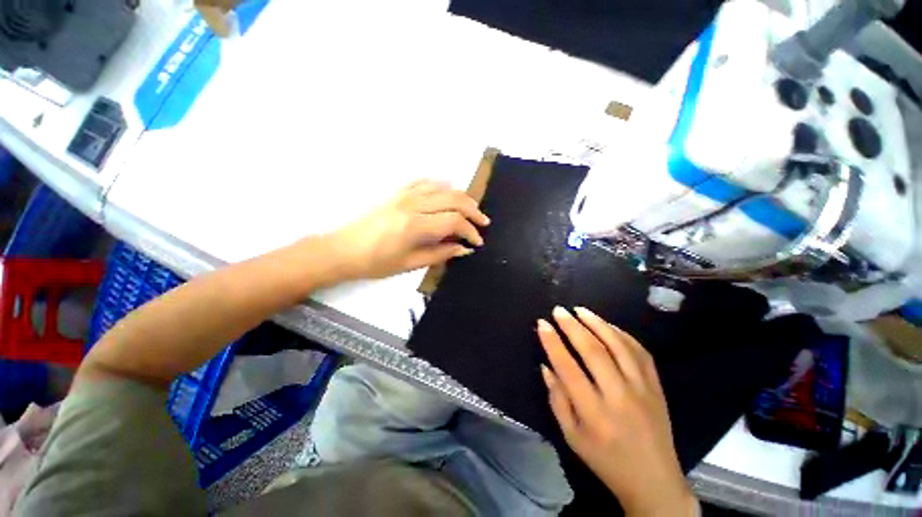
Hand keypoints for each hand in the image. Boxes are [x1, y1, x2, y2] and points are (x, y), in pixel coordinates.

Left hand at [326, 180, 489, 279]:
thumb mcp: (410, 264)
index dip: (470, 231)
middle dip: (472, 210)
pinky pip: (424, 182)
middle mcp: (413, 205)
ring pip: (442, 187)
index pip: (454, 221)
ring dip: (460, 197)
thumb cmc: (376, 263)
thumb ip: (440, 254)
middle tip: (482, 222)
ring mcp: (404, 195)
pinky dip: (440, 185)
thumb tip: (464, 248)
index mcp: (415, 226)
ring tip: (470, 209)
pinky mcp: (397, 192)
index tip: (477, 242)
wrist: (343, 249)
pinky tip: (446, 192)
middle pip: (453, 199)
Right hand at [538, 307, 697, 516]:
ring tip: (580, 310)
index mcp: (594, 414)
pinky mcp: (657, 387)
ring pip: (619, 346)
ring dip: (597, 323)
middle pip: (594, 351)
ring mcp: (642, 389)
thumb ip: (557, 399)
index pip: (568, 368)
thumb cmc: (605, 460)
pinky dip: (622, 334)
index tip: (542, 324)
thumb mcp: (571, 437)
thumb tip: (546, 366)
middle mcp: (619, 397)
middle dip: (572, 326)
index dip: (553, 343)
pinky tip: (608, 325)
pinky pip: (640, 352)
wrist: (654, 481)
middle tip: (559, 310)